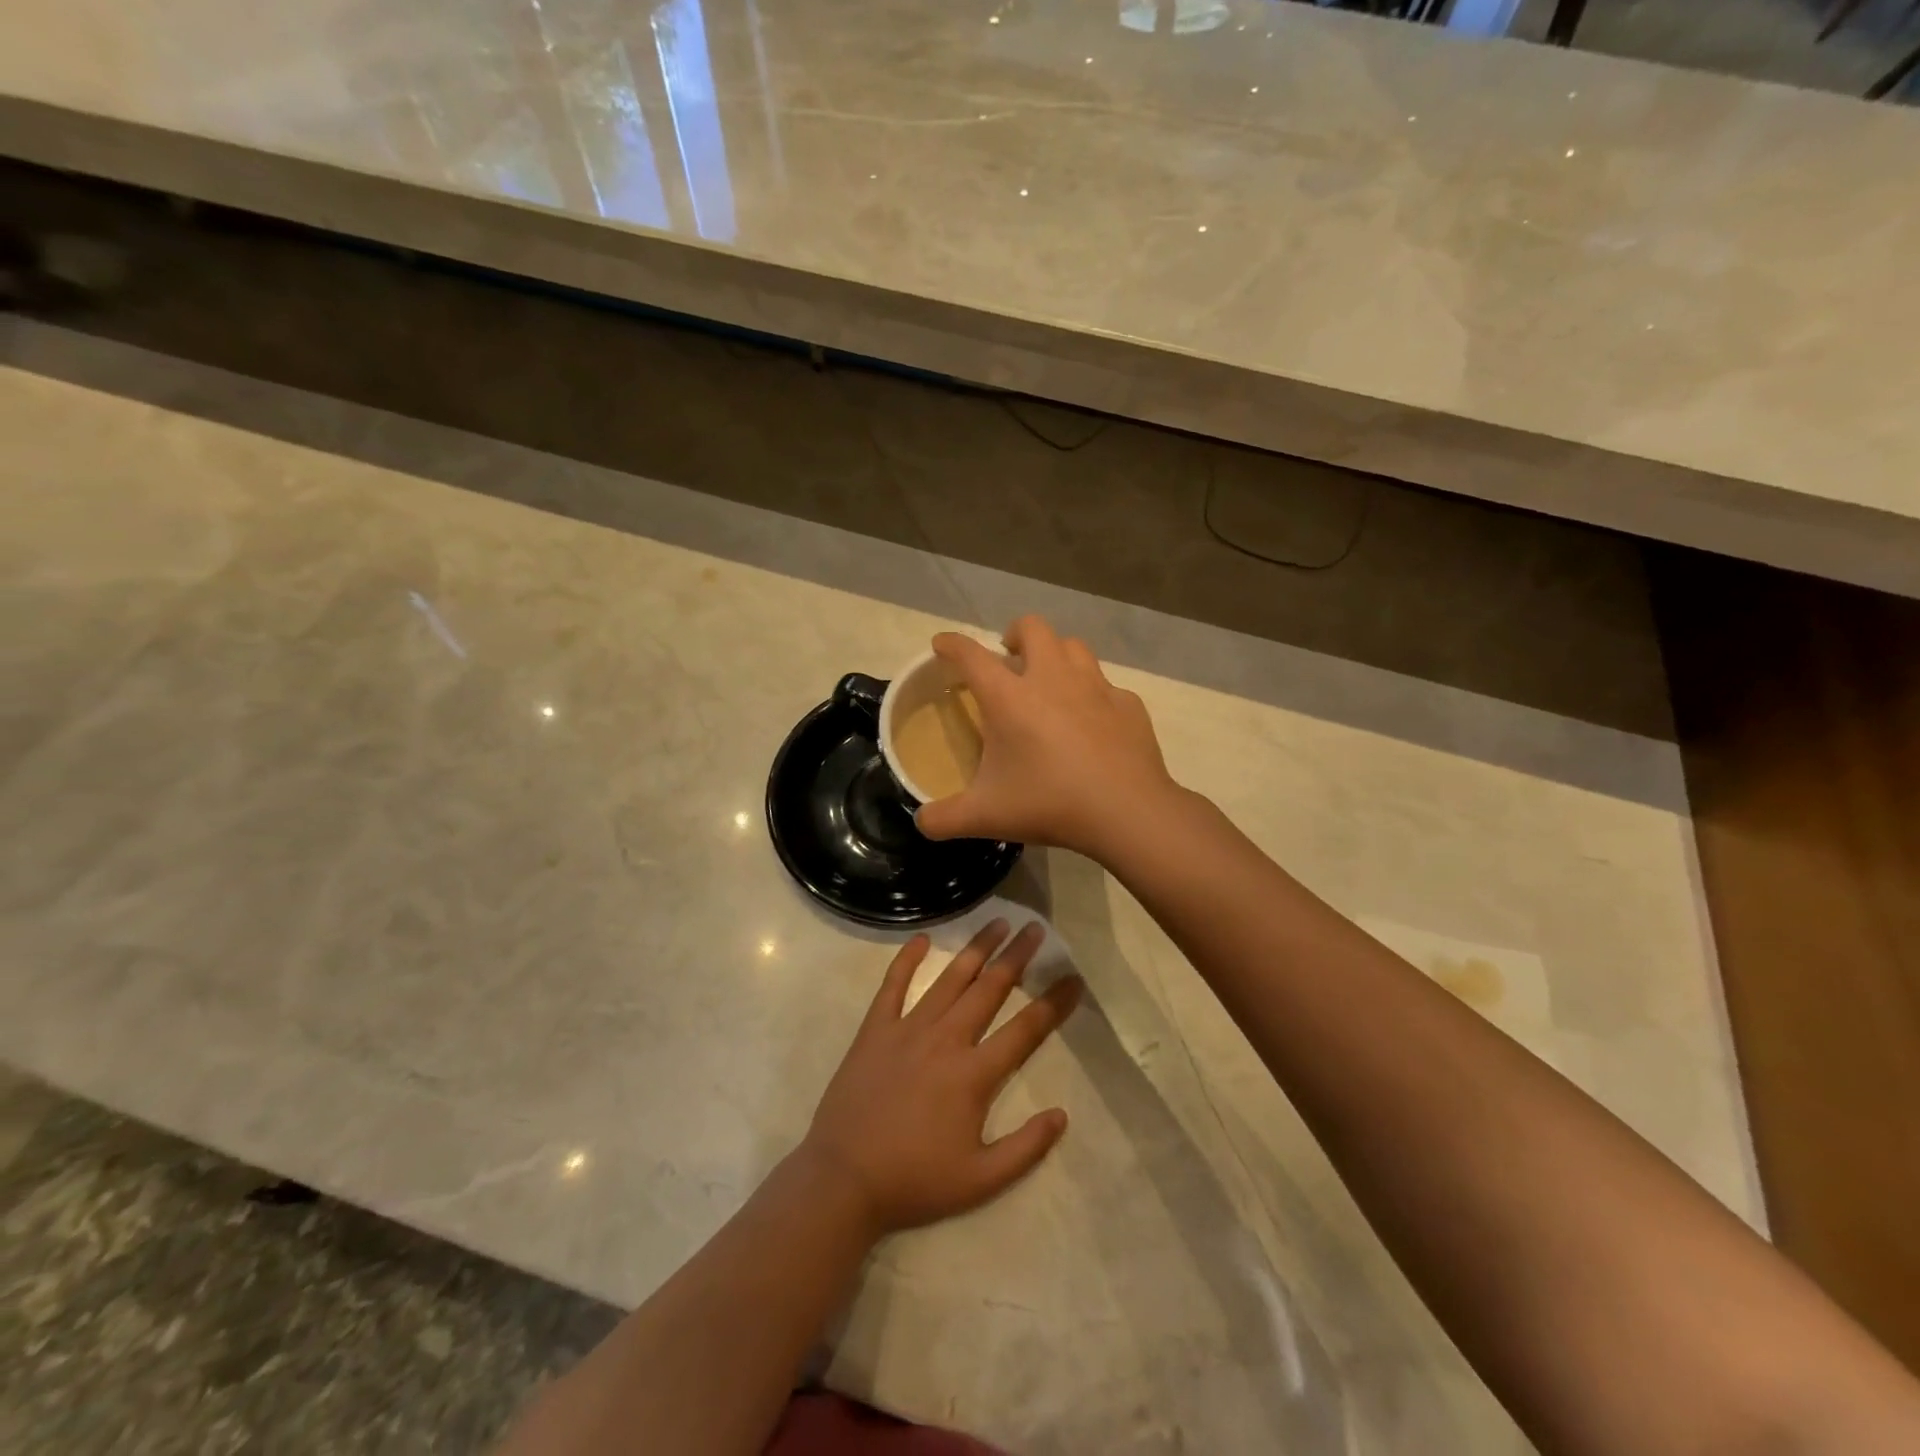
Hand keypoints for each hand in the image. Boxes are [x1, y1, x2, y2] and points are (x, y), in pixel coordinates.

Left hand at [798, 920, 1081, 1237]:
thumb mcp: (980, 1182)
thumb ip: (1026, 1148)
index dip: (1054, 1002)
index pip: (1025, 1029)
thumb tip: (1062, 1115)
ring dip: (976, 949)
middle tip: (1035, 928)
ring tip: (996, 922)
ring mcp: (908, 1029)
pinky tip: (921, 938)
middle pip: (990, 988)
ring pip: (949, 979)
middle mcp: (946, 1039)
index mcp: (974, 1074)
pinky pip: (893, 985)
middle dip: (1017, 956)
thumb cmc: (915, 1181)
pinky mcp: (876, 1029)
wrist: (843, 1179)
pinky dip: (907, 960)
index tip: (1074, 978)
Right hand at [914, 615, 1178, 857]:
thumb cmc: (1049, 804)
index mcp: (1010, 697)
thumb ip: (943, 818)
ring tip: (1050, 681)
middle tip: (1009, 658)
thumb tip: (922, 822)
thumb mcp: (985, 816)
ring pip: (1074, 646)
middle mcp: (1052, 679)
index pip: (970, 655)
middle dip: (1015, 634)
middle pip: (1032, 628)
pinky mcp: (1128, 704)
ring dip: (1056, 655)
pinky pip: (1107, 687)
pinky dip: (1093, 696)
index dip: (951, 645)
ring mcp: (1096, 687)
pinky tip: (1093, 722)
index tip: (942, 645)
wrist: (1127, 812)